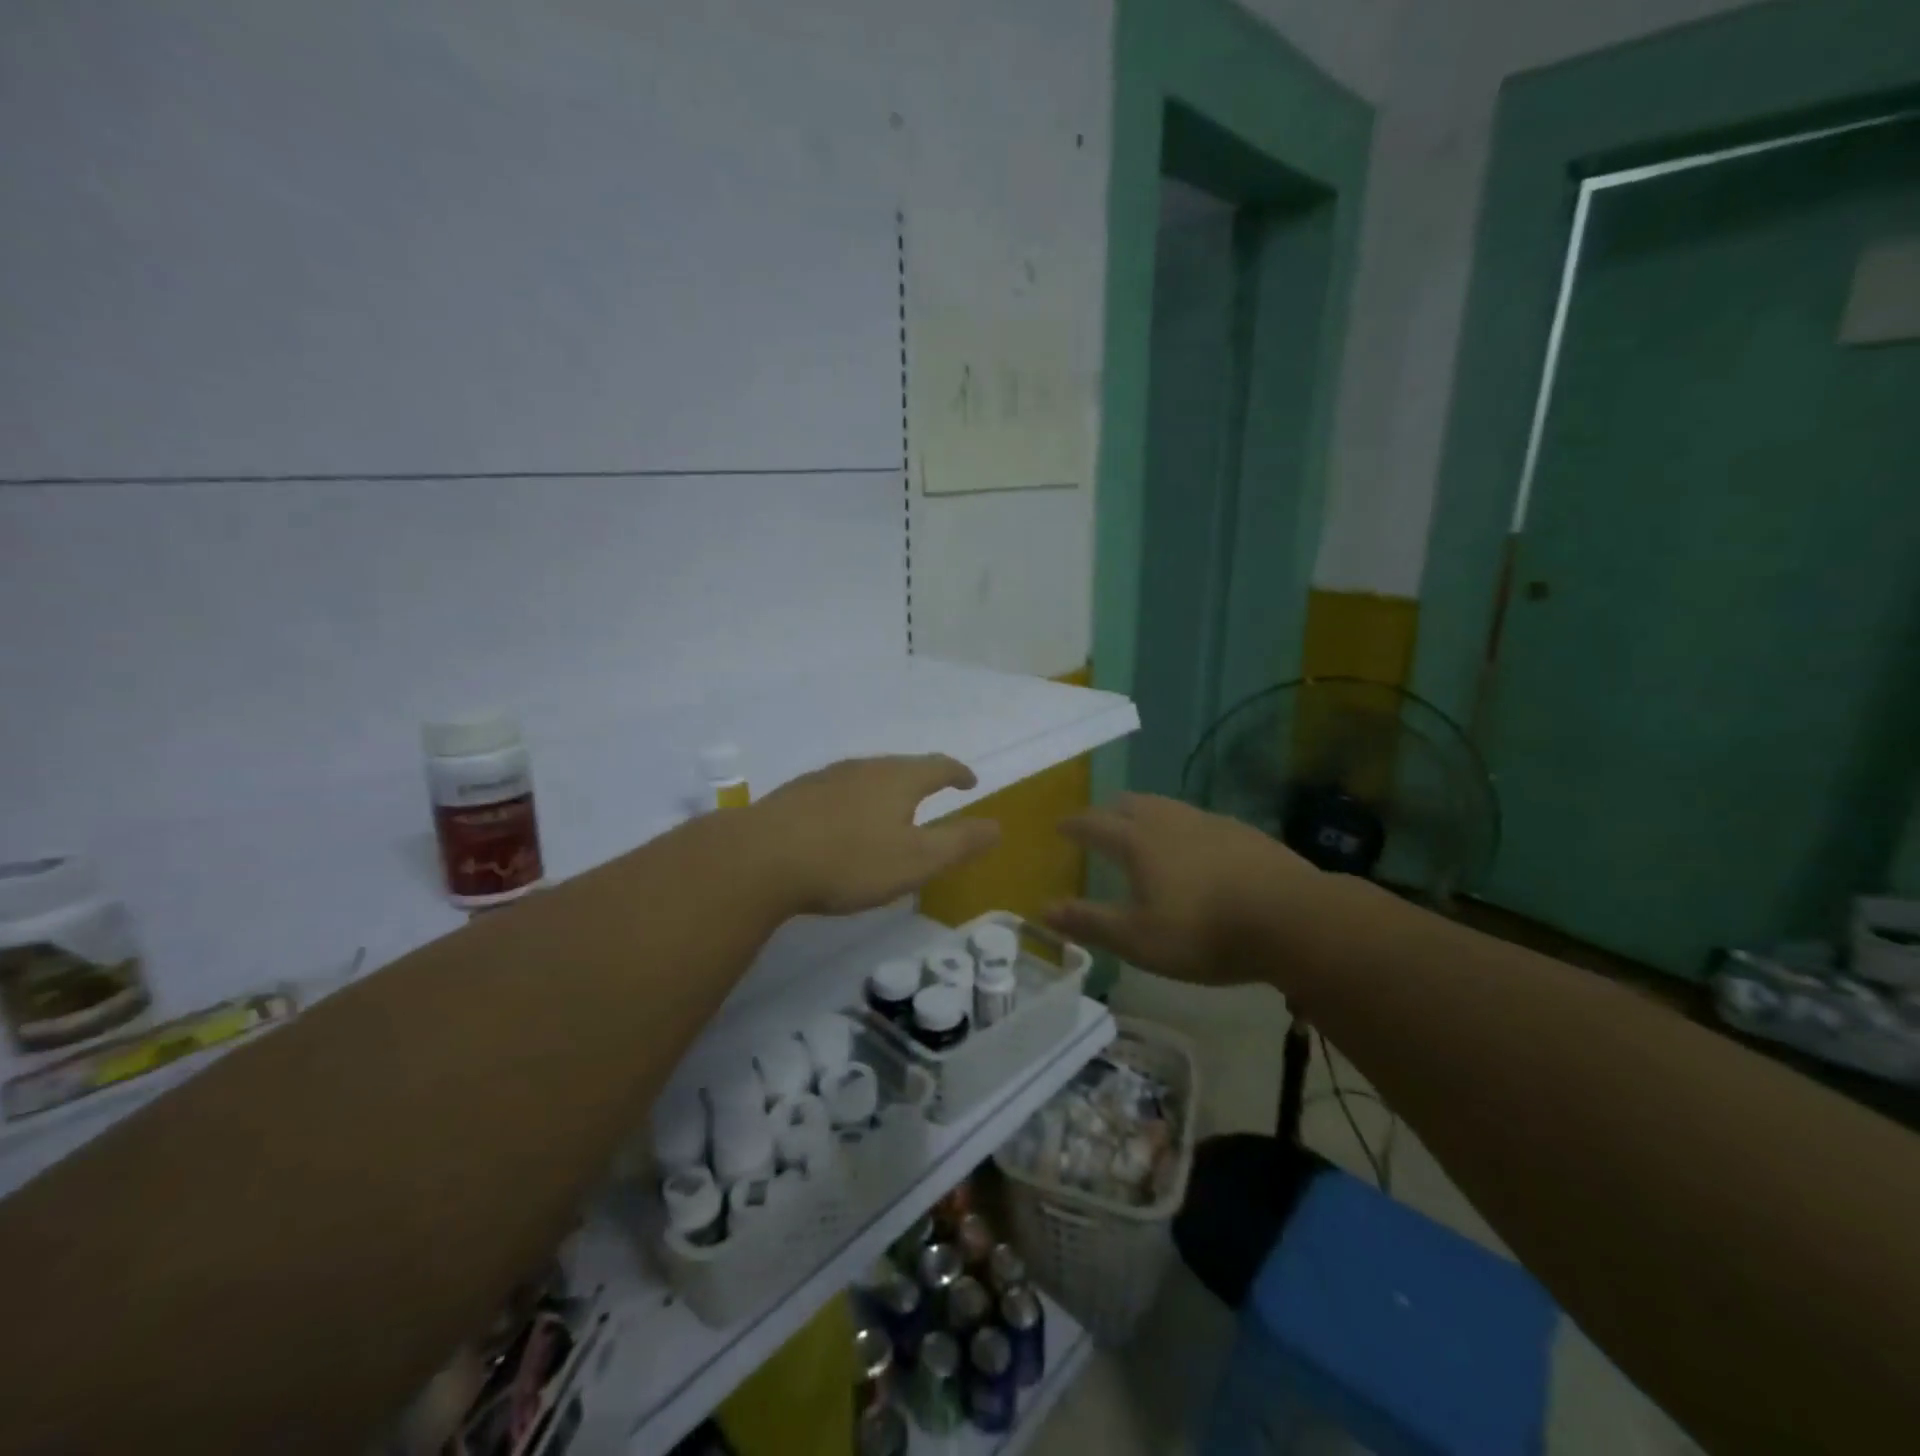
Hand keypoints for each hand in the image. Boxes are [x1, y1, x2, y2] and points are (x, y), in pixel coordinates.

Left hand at [751, 755, 1001, 915]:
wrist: (761, 858)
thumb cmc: (850, 860)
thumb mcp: (916, 860)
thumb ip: (959, 843)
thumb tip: (998, 826)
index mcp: (898, 779)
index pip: (939, 766)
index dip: (958, 773)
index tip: (970, 781)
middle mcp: (864, 768)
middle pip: (902, 766)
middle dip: (922, 778)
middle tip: (934, 792)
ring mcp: (826, 778)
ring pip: (867, 776)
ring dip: (886, 788)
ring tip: (891, 807)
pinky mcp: (797, 794)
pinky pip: (838, 790)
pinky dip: (854, 801)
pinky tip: (843, 822)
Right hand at [1044, 793, 1317, 984]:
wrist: (1293, 919)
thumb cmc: (1204, 932)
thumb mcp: (1138, 940)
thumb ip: (1089, 922)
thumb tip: (1042, 909)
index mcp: (1138, 842)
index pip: (1094, 823)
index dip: (1074, 824)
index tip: (1060, 826)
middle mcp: (1169, 821)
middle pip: (1131, 804)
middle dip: (1109, 811)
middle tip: (1100, 822)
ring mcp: (1210, 822)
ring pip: (1167, 806)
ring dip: (1146, 813)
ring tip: (1143, 828)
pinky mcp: (1243, 832)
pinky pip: (1199, 819)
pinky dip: (1182, 826)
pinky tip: (1195, 846)